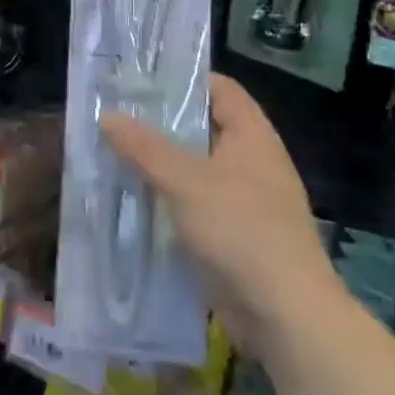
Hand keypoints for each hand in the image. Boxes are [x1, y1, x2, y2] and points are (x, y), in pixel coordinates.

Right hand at [101, 75, 339, 349]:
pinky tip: (132, 201)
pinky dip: (168, 200)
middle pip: (203, 127)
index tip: (139, 80)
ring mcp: (245, 199)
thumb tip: (108, 115)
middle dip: (160, 124)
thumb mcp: (185, 182)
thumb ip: (145, 148)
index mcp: (251, 135)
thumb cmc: (241, 231)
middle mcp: (251, 160)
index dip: (182, 79)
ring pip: (195, 169)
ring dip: (159, 165)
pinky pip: (194, 205)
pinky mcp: (234, 235)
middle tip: (114, 116)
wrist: (286, 315)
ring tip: (112, 154)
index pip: (218, 88)